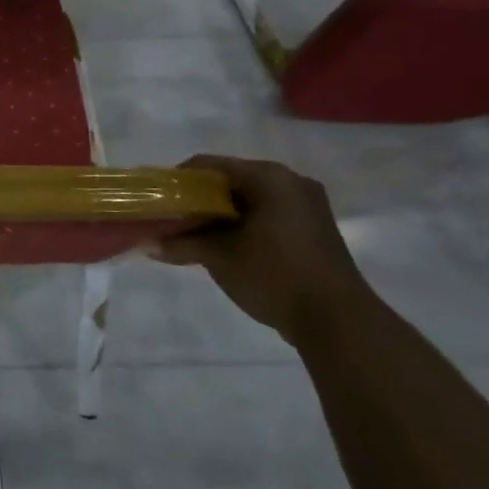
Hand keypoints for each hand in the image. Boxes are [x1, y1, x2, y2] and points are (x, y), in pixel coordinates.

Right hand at [153, 155, 372, 345]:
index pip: (209, 165)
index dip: (179, 182)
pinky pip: (270, 215)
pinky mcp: (316, 229)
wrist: (340, 323)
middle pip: (231, 181)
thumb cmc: (274, 275)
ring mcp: (309, 206)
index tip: (161, 202)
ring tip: (198, 237)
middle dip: (200, 201)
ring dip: (222, 216)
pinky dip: (246, 226)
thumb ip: (182, 244)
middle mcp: (292, 181)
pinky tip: (229, 248)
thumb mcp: (219, 258)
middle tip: (176, 221)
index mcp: (269, 177)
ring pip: (251, 200)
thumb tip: (148, 244)